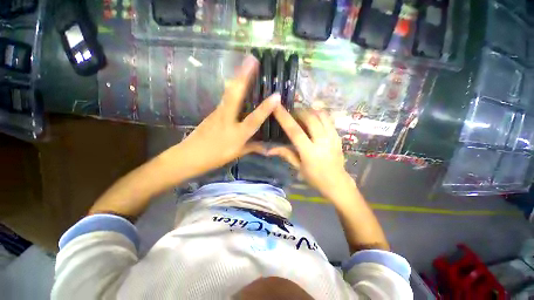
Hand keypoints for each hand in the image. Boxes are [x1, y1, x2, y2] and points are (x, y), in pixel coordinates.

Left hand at [169, 55, 279, 177]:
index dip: (265, 109)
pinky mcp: (213, 111)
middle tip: (252, 59)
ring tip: (245, 63)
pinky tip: (236, 81)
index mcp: (237, 133)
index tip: (276, 95)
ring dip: (237, 77)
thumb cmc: (215, 157)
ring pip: (228, 92)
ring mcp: (218, 113)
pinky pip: (225, 97)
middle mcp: (227, 119)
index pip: (254, 120)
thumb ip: (253, 148)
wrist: (189, 155)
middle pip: (235, 95)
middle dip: (244, 76)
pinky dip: (232, 87)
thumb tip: (267, 148)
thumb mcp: (237, 154)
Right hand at [269, 107, 350, 197]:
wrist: (337, 183)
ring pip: (321, 115)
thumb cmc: (315, 178)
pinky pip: (328, 119)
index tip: (276, 106)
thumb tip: (269, 150)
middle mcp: (322, 142)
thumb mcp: (298, 167)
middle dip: (299, 111)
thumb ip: (285, 154)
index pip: (295, 131)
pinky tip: (313, 119)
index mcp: (309, 152)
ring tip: (302, 114)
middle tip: (292, 113)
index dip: (284, 117)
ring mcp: (333, 137)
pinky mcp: (338, 136)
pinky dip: (319, 114)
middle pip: (310, 118)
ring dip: (310, 111)